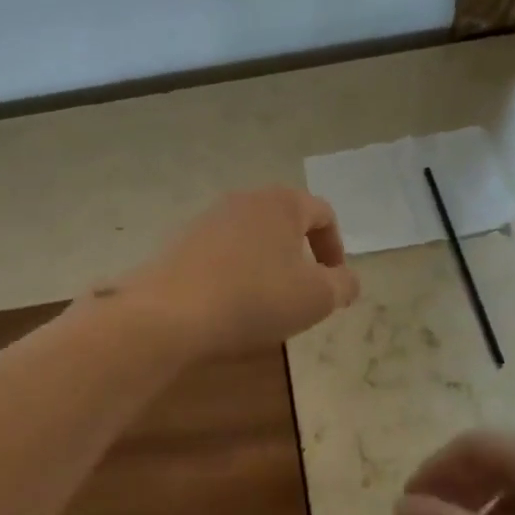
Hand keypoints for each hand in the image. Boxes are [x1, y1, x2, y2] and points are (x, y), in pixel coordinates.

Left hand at [120, 187, 360, 356]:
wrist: (169, 314)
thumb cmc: (254, 299)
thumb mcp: (316, 298)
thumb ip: (342, 285)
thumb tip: (346, 280)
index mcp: (282, 203)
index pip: (322, 214)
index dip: (336, 248)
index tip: (333, 284)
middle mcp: (244, 200)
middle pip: (284, 223)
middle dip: (299, 257)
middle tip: (301, 295)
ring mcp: (207, 219)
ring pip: (251, 238)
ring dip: (265, 266)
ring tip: (264, 304)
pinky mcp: (180, 242)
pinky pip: (221, 254)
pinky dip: (234, 274)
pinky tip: (228, 306)